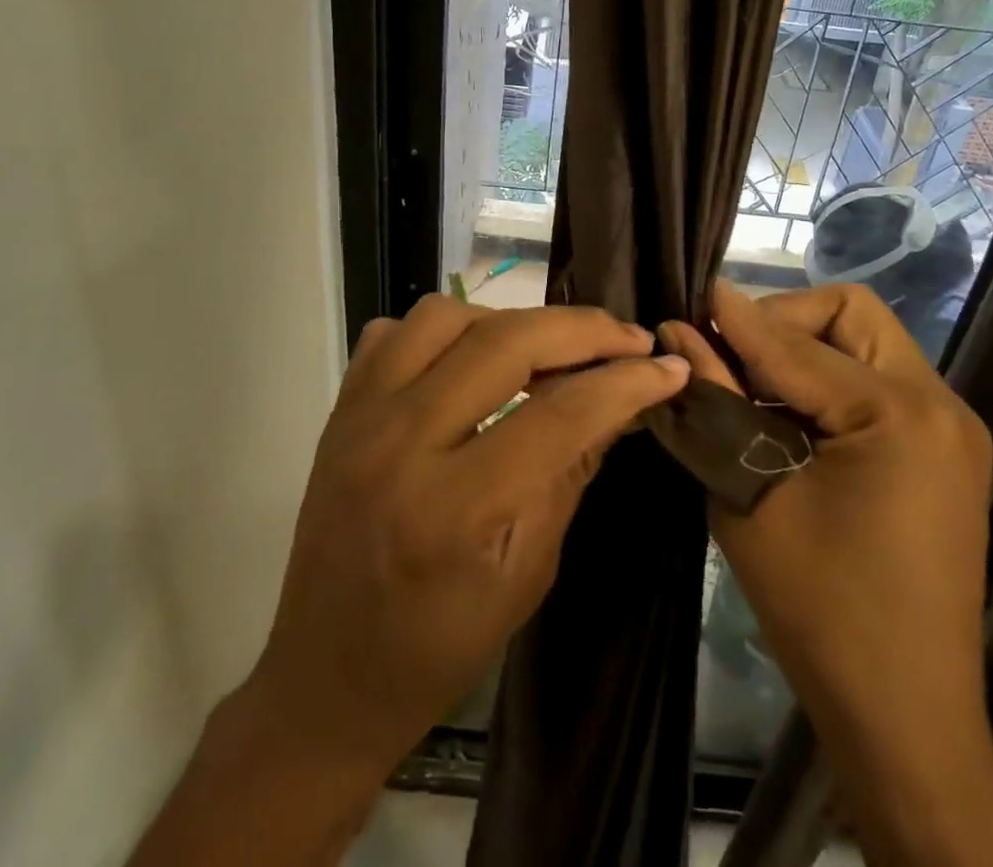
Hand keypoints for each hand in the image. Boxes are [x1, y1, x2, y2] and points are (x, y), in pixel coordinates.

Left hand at [252, 296, 688, 767]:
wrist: (326, 678)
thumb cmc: (438, 647)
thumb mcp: (527, 574)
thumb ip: (572, 472)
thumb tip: (622, 399)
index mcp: (454, 510)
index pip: (558, 415)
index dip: (624, 383)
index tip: (667, 366)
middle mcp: (400, 445)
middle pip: (505, 343)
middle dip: (581, 330)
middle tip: (627, 338)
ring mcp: (359, 417)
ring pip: (445, 315)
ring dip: (510, 321)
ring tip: (546, 350)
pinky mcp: (340, 408)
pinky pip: (394, 331)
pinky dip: (445, 331)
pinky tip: (473, 360)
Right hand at [661, 282, 992, 866]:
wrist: (904, 716)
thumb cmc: (820, 608)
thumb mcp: (751, 494)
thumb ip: (717, 400)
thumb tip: (680, 329)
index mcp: (899, 414)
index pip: (797, 342)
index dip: (737, 318)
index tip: (691, 296)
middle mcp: (939, 405)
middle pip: (851, 315)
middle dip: (784, 320)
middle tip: (732, 354)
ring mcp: (949, 429)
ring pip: (866, 344)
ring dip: (804, 350)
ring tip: (751, 386)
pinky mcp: (941, 452)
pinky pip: (878, 383)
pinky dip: (828, 382)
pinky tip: (789, 417)